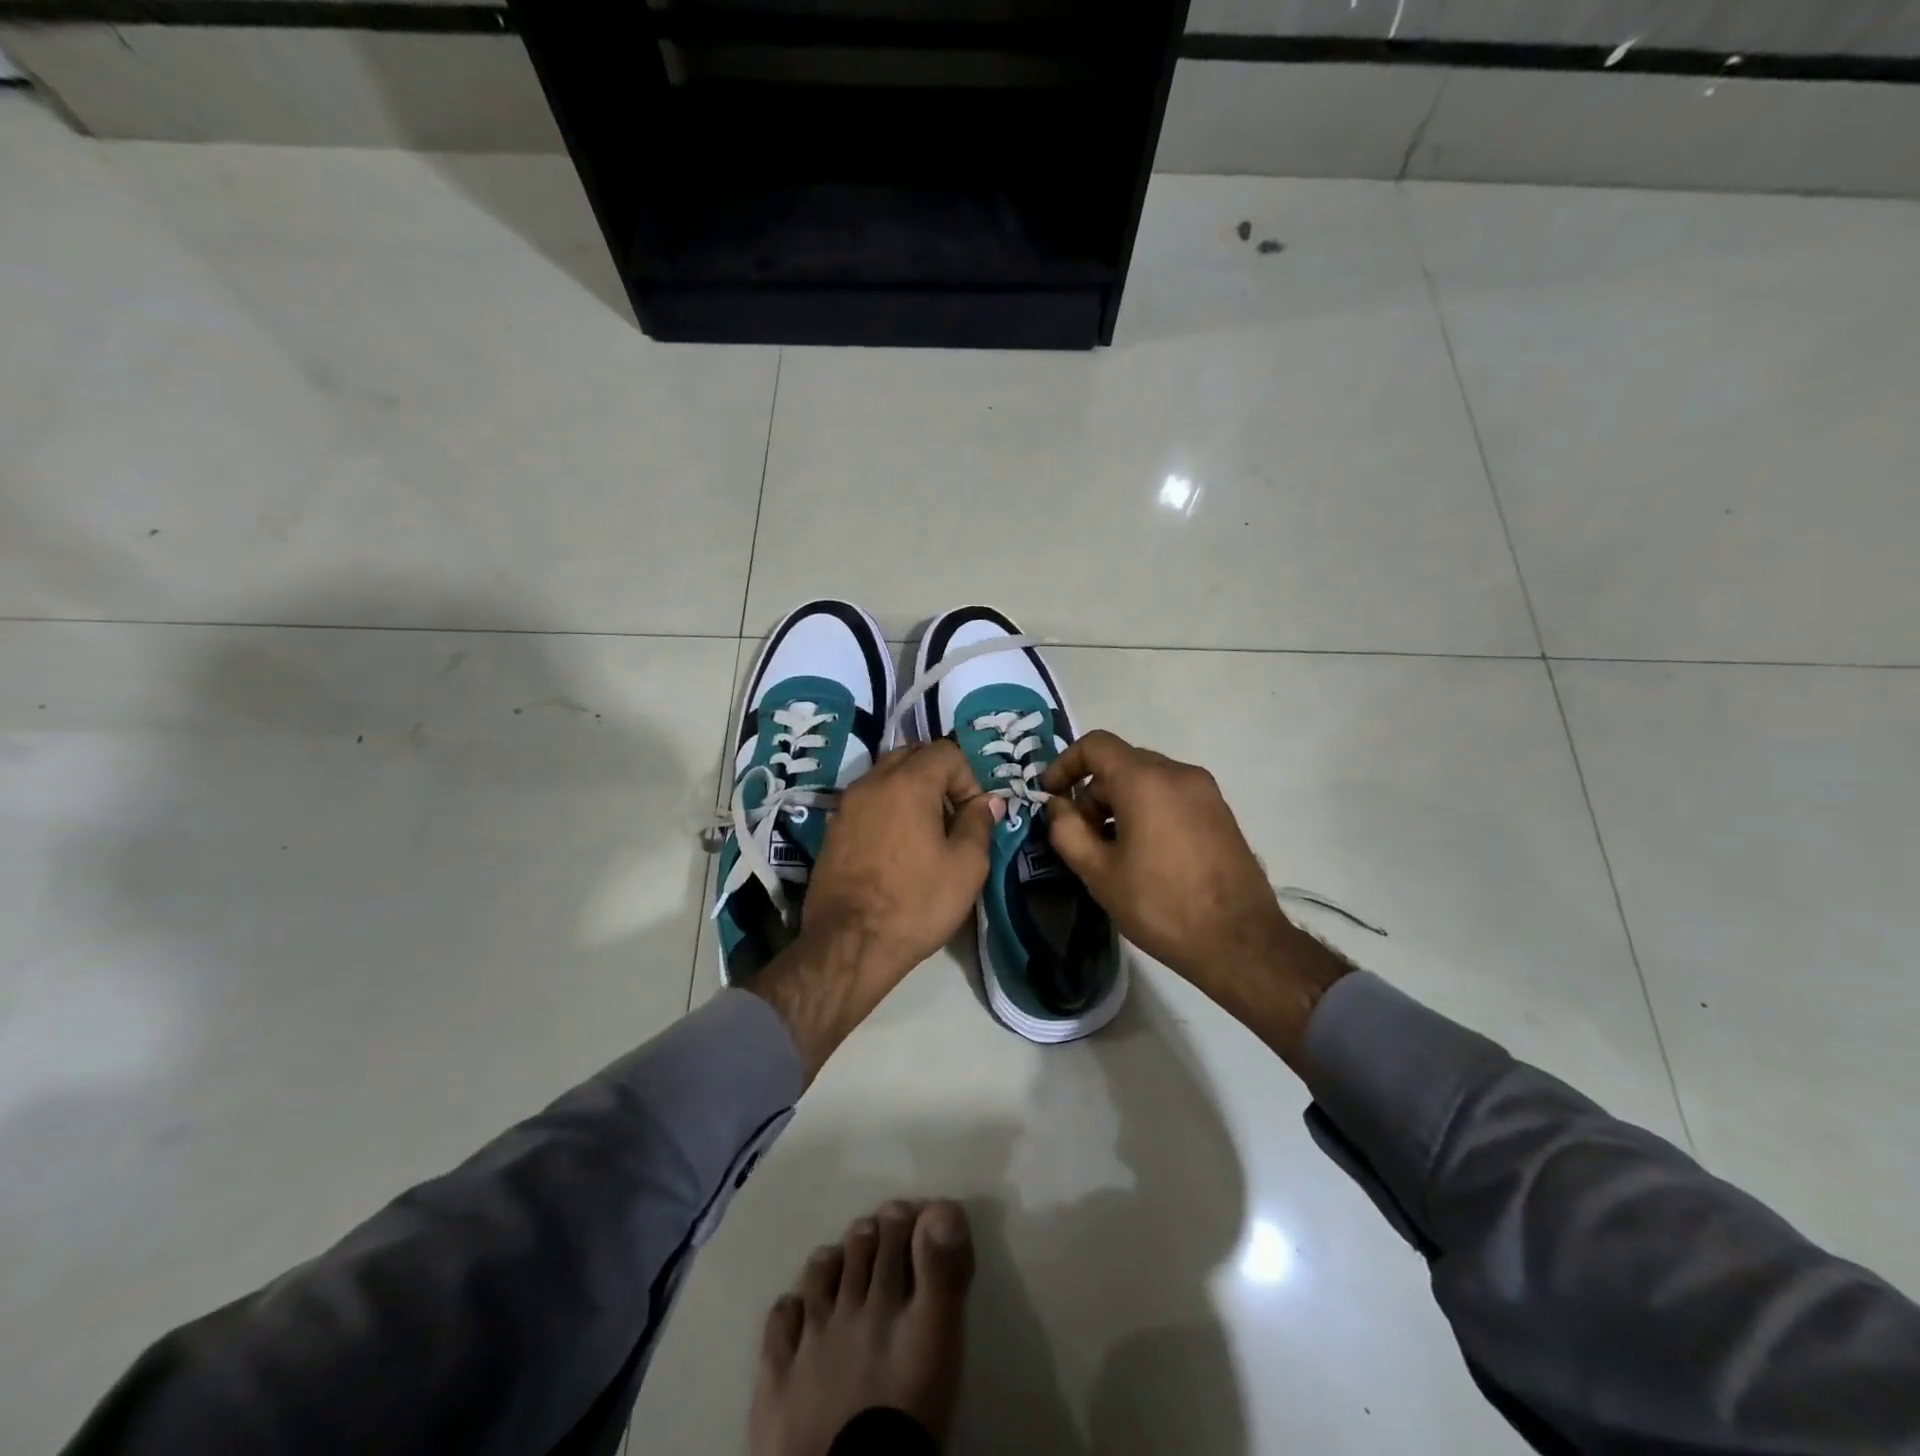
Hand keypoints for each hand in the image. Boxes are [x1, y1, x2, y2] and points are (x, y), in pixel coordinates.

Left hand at [750, 741, 1002, 1080]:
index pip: (946, 751)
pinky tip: (896, 847)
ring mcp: (846, 805)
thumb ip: (978, 824)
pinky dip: (887, 809)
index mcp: (908, 782)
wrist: (849, 943)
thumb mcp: (966, 866)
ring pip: (885, 777)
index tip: (973, 814)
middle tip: (952, 816)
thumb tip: (985, 802)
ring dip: (910, 791)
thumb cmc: (916, 902)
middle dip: (938, 777)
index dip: (968, 777)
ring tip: (925, 832)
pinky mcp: (832, 829)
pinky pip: (867, 802)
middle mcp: (872, 782)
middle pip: (911, 756)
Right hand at [1038, 731, 1349, 1069]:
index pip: (1095, 745)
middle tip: (1081, 835)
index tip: (1050, 796)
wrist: (1240, 941)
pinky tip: (1144, 853)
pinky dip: (1147, 809)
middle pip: (1121, 762)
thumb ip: (1067, 830)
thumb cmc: (1160, 905)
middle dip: (1091, 791)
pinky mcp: (1220, 811)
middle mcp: (1178, 773)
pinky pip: (1171, 795)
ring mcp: (1205, 791)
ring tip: (1111, 850)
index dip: (1064, 764)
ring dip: (1119, 802)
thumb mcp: (1099, 873)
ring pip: (1147, 779)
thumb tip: (1057, 806)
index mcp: (1145, 780)